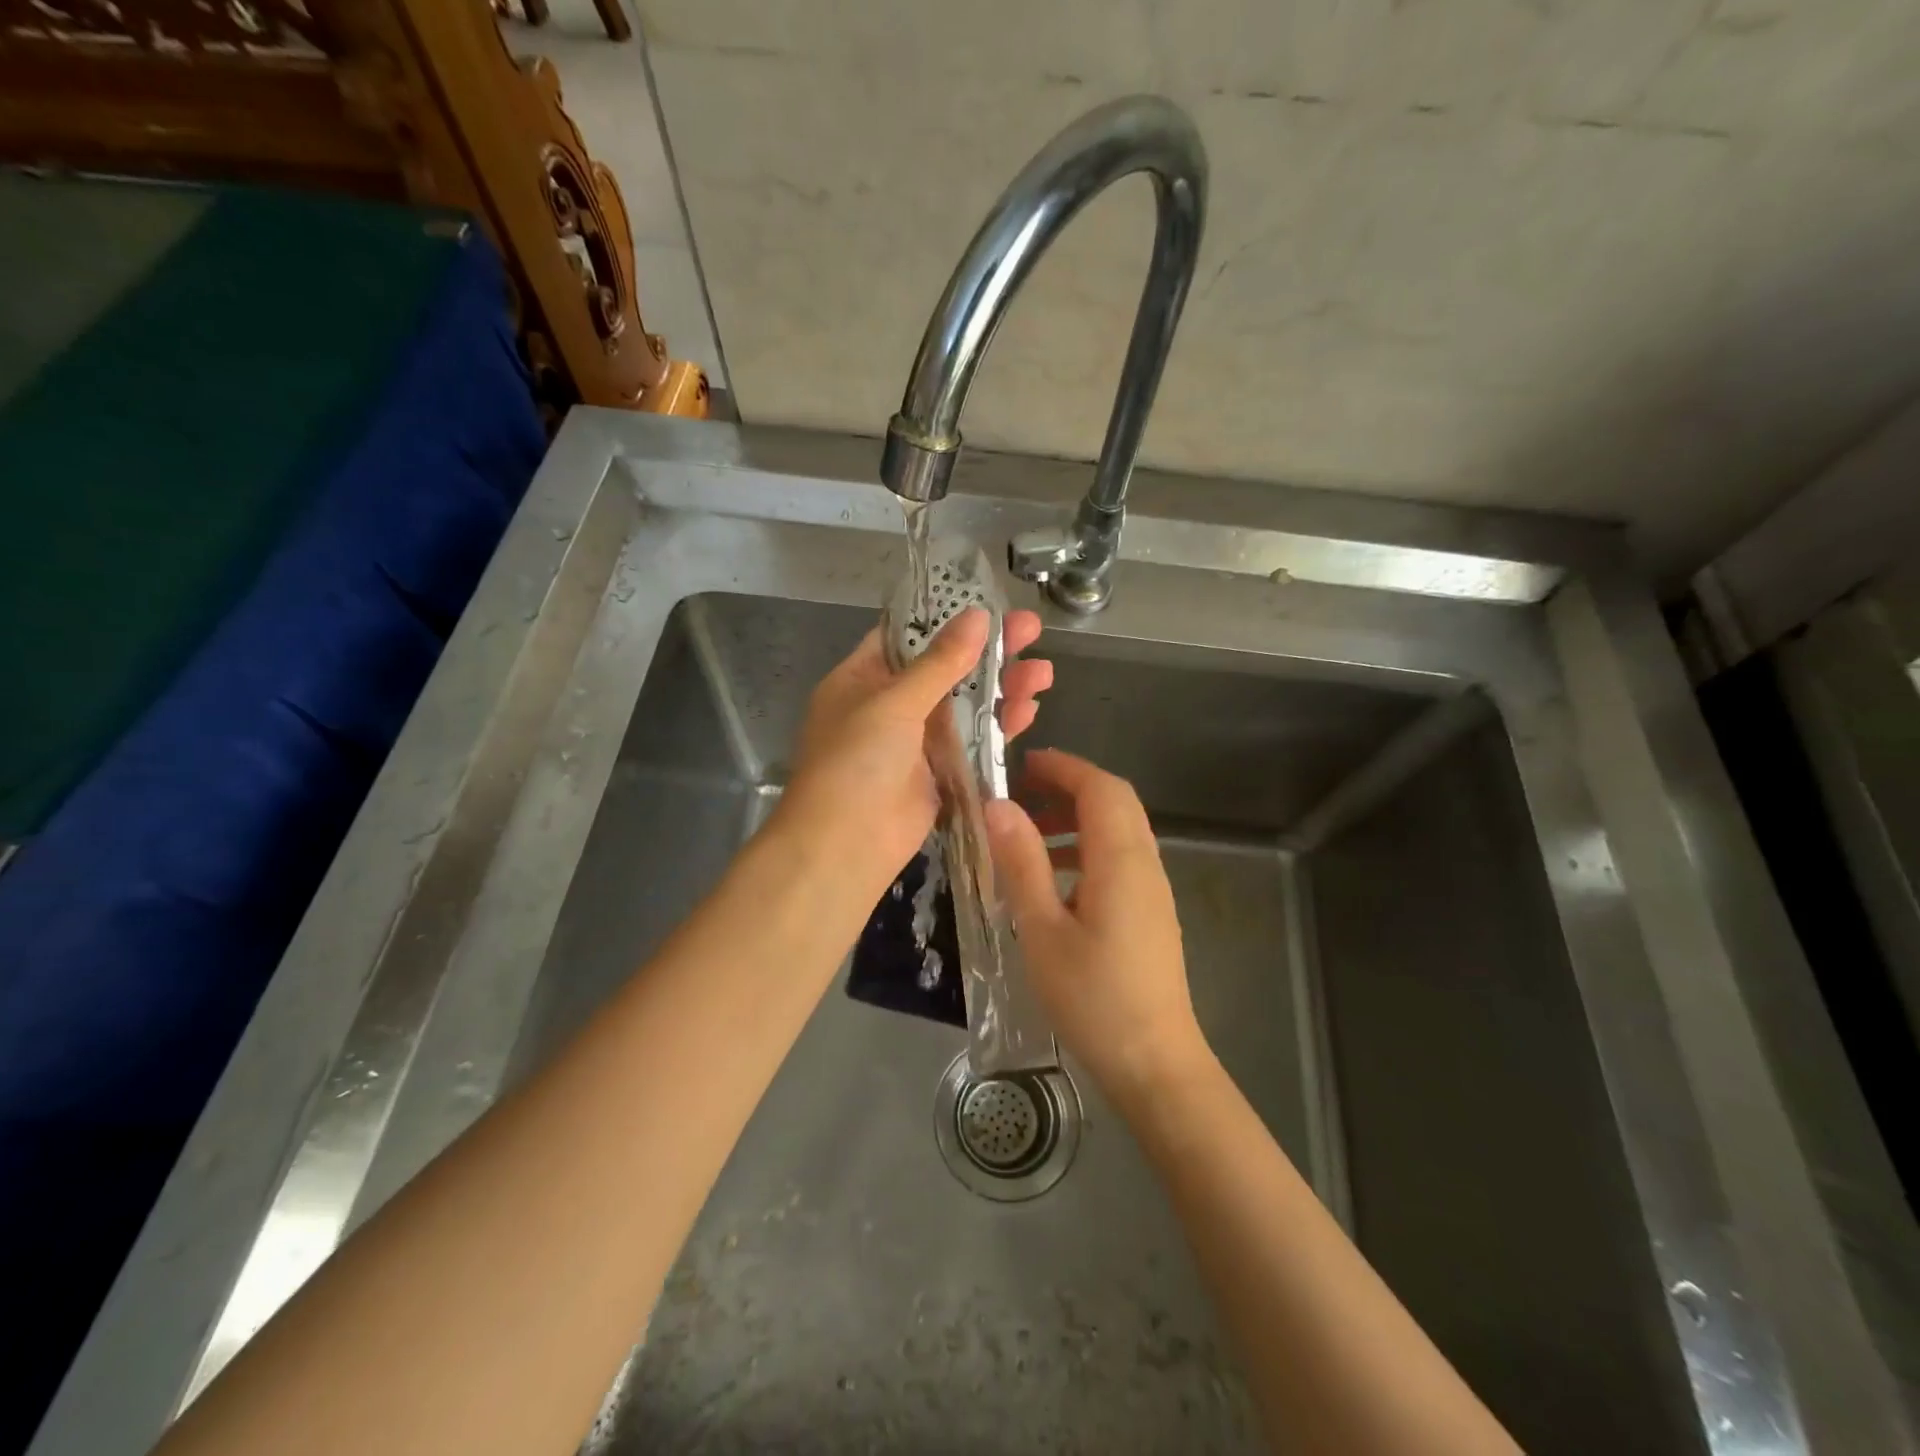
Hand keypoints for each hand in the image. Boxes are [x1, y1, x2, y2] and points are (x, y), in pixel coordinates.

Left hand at [773, 607, 1051, 898]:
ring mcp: (915, 741)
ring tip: (1043, 672)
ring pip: (965, 705)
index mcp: (862, 678)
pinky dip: (998, 726)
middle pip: (945, 668)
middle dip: (988, 651)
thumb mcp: (894, 702)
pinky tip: (1028, 709)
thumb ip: (940, 662)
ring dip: (1001, 688)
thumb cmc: (856, 761)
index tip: (989, 603)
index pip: (907, 636)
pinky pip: (972, 742)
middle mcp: (888, 705)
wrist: (845, 845)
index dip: (947, 618)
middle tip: (1033, 630)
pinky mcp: (938, 773)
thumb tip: (978, 616)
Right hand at [984, 749, 1209, 1109]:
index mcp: (1120, 861)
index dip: (1064, 767)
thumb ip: (1022, 863)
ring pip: (1119, 829)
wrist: (1154, 1062)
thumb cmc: (1093, 998)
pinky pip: (1121, 858)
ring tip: (1029, 833)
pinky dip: (1088, 847)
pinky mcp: (1152, 911)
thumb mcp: (1042, 930)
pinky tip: (1055, 880)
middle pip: (1115, 801)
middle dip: (1069, 786)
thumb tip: (998, 805)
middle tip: (1022, 792)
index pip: (1100, 788)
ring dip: (1078, 817)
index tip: (1022, 765)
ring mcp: (1154, 889)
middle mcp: (1145, 864)